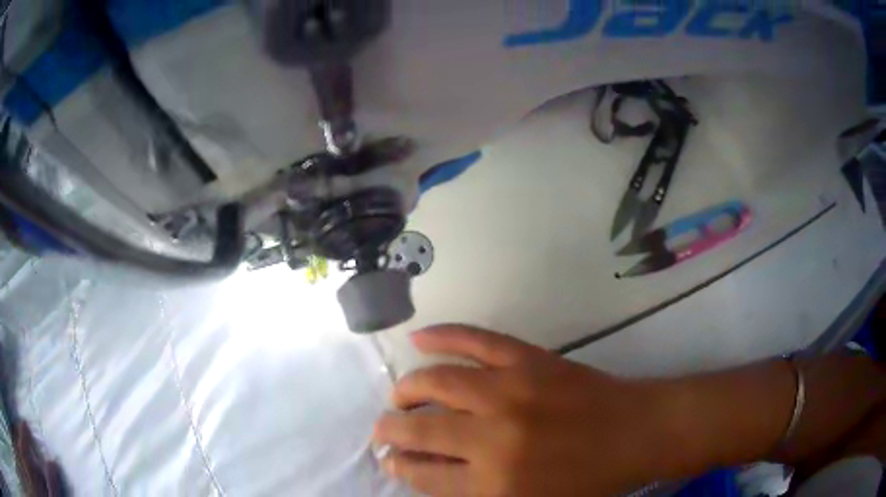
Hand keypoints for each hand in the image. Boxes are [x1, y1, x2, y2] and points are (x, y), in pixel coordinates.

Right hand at [373, 326, 665, 496]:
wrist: (635, 434)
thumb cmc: (587, 482)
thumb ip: (476, 495)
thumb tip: (428, 473)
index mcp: (495, 484)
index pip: (424, 474)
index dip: (400, 466)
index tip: (389, 459)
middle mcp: (494, 437)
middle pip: (421, 429)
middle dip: (391, 429)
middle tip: (383, 428)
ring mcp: (511, 390)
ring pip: (437, 380)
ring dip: (407, 387)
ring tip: (397, 394)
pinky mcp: (529, 358)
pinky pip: (476, 340)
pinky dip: (443, 335)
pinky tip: (419, 338)